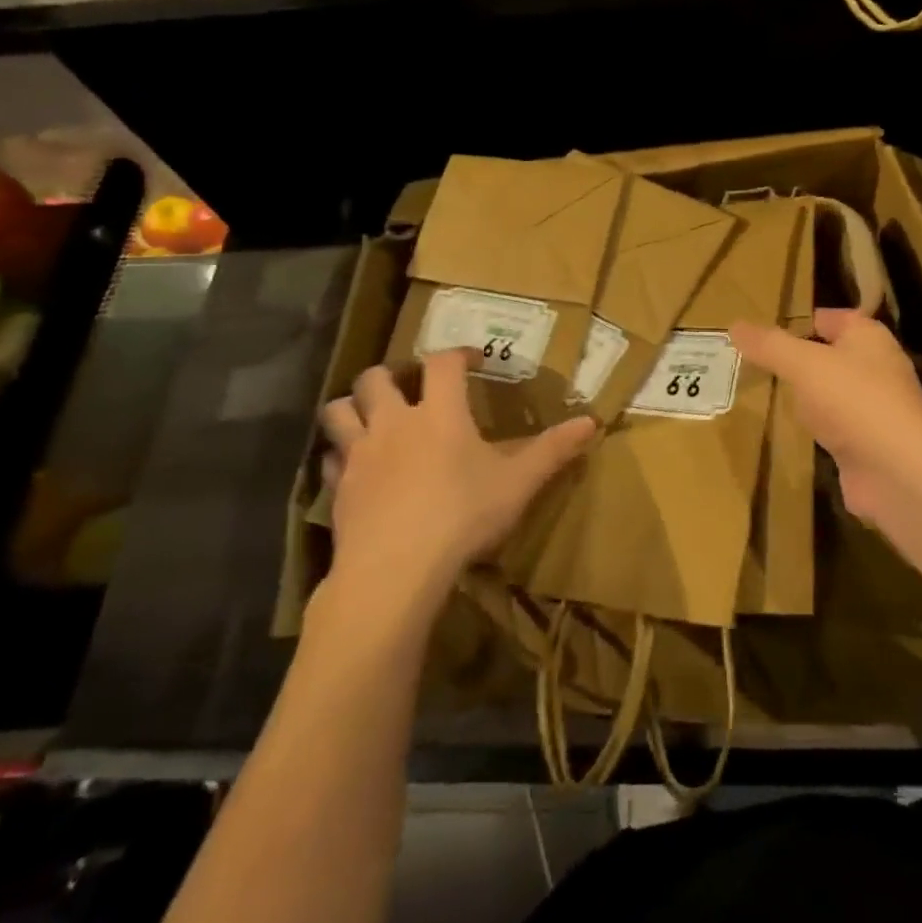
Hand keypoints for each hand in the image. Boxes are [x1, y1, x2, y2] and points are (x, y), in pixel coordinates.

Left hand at [316, 350, 596, 600]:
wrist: (396, 570)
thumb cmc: (463, 516)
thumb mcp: (518, 483)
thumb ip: (554, 451)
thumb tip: (593, 422)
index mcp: (439, 412)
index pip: (443, 362)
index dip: (458, 353)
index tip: (472, 359)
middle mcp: (394, 422)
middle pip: (377, 377)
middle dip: (391, 374)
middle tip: (409, 387)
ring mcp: (360, 454)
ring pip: (339, 410)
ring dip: (353, 406)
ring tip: (371, 416)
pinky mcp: (338, 487)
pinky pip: (329, 458)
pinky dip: (339, 455)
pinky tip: (354, 468)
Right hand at [731, 309, 921, 527]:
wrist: (898, 472)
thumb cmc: (853, 401)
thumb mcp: (803, 364)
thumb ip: (769, 345)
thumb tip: (734, 325)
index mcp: (868, 338)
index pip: (832, 318)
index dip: (801, 320)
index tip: (765, 331)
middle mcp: (876, 368)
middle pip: (831, 356)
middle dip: (799, 360)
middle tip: (756, 363)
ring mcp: (874, 410)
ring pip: (831, 394)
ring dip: (807, 397)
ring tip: (767, 394)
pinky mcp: (868, 445)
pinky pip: (834, 428)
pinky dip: (815, 430)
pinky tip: (791, 432)